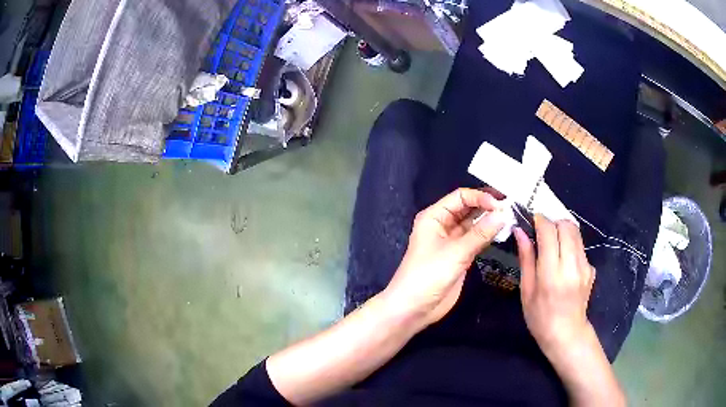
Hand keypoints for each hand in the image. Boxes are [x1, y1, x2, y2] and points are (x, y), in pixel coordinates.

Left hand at [382, 188, 507, 327]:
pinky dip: (489, 235)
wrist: (414, 308)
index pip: (461, 196)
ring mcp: (453, 241)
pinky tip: (503, 232)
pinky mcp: (460, 256)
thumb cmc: (428, 276)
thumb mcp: (455, 252)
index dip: (481, 197)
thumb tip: (503, 214)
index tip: (502, 204)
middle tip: (512, 206)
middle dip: (488, 206)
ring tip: (512, 217)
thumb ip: (480, 233)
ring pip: (474, 224)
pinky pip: (477, 239)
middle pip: (468, 208)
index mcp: (435, 216)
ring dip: (490, 220)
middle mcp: (443, 225)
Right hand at [514, 216, 595, 352]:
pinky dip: (570, 244)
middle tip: (542, 232)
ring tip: (553, 242)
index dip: (540, 220)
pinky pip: (580, 246)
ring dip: (563, 230)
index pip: (549, 232)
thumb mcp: (526, 291)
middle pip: (566, 226)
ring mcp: (585, 267)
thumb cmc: (539, 317)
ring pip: (576, 232)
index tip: (531, 220)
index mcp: (551, 273)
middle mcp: (571, 266)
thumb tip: (520, 231)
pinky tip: (563, 259)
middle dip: (553, 222)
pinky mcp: (591, 269)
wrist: (566, 334)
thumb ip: (526, 258)